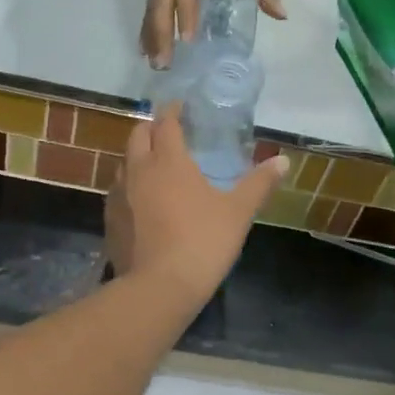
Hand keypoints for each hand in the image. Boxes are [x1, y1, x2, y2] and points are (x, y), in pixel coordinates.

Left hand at [104, 103, 287, 306]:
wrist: (159, 287)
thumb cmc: (203, 242)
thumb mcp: (239, 212)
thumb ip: (260, 183)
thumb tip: (284, 161)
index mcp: (169, 161)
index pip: (166, 123)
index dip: (173, 111)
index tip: (182, 107)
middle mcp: (138, 170)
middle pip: (138, 136)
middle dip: (152, 128)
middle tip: (169, 132)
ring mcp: (119, 195)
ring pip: (124, 163)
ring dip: (138, 156)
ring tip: (156, 165)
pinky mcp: (110, 219)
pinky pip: (118, 191)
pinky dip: (131, 186)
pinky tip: (143, 201)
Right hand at [142, 0, 286, 67]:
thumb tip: (281, 15)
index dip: (187, 14)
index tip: (188, 39)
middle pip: (161, 3)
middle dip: (161, 33)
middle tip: (164, 63)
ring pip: (153, 8)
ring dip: (152, 36)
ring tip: (155, 64)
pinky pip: (151, 8)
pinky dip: (147, 29)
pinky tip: (145, 50)